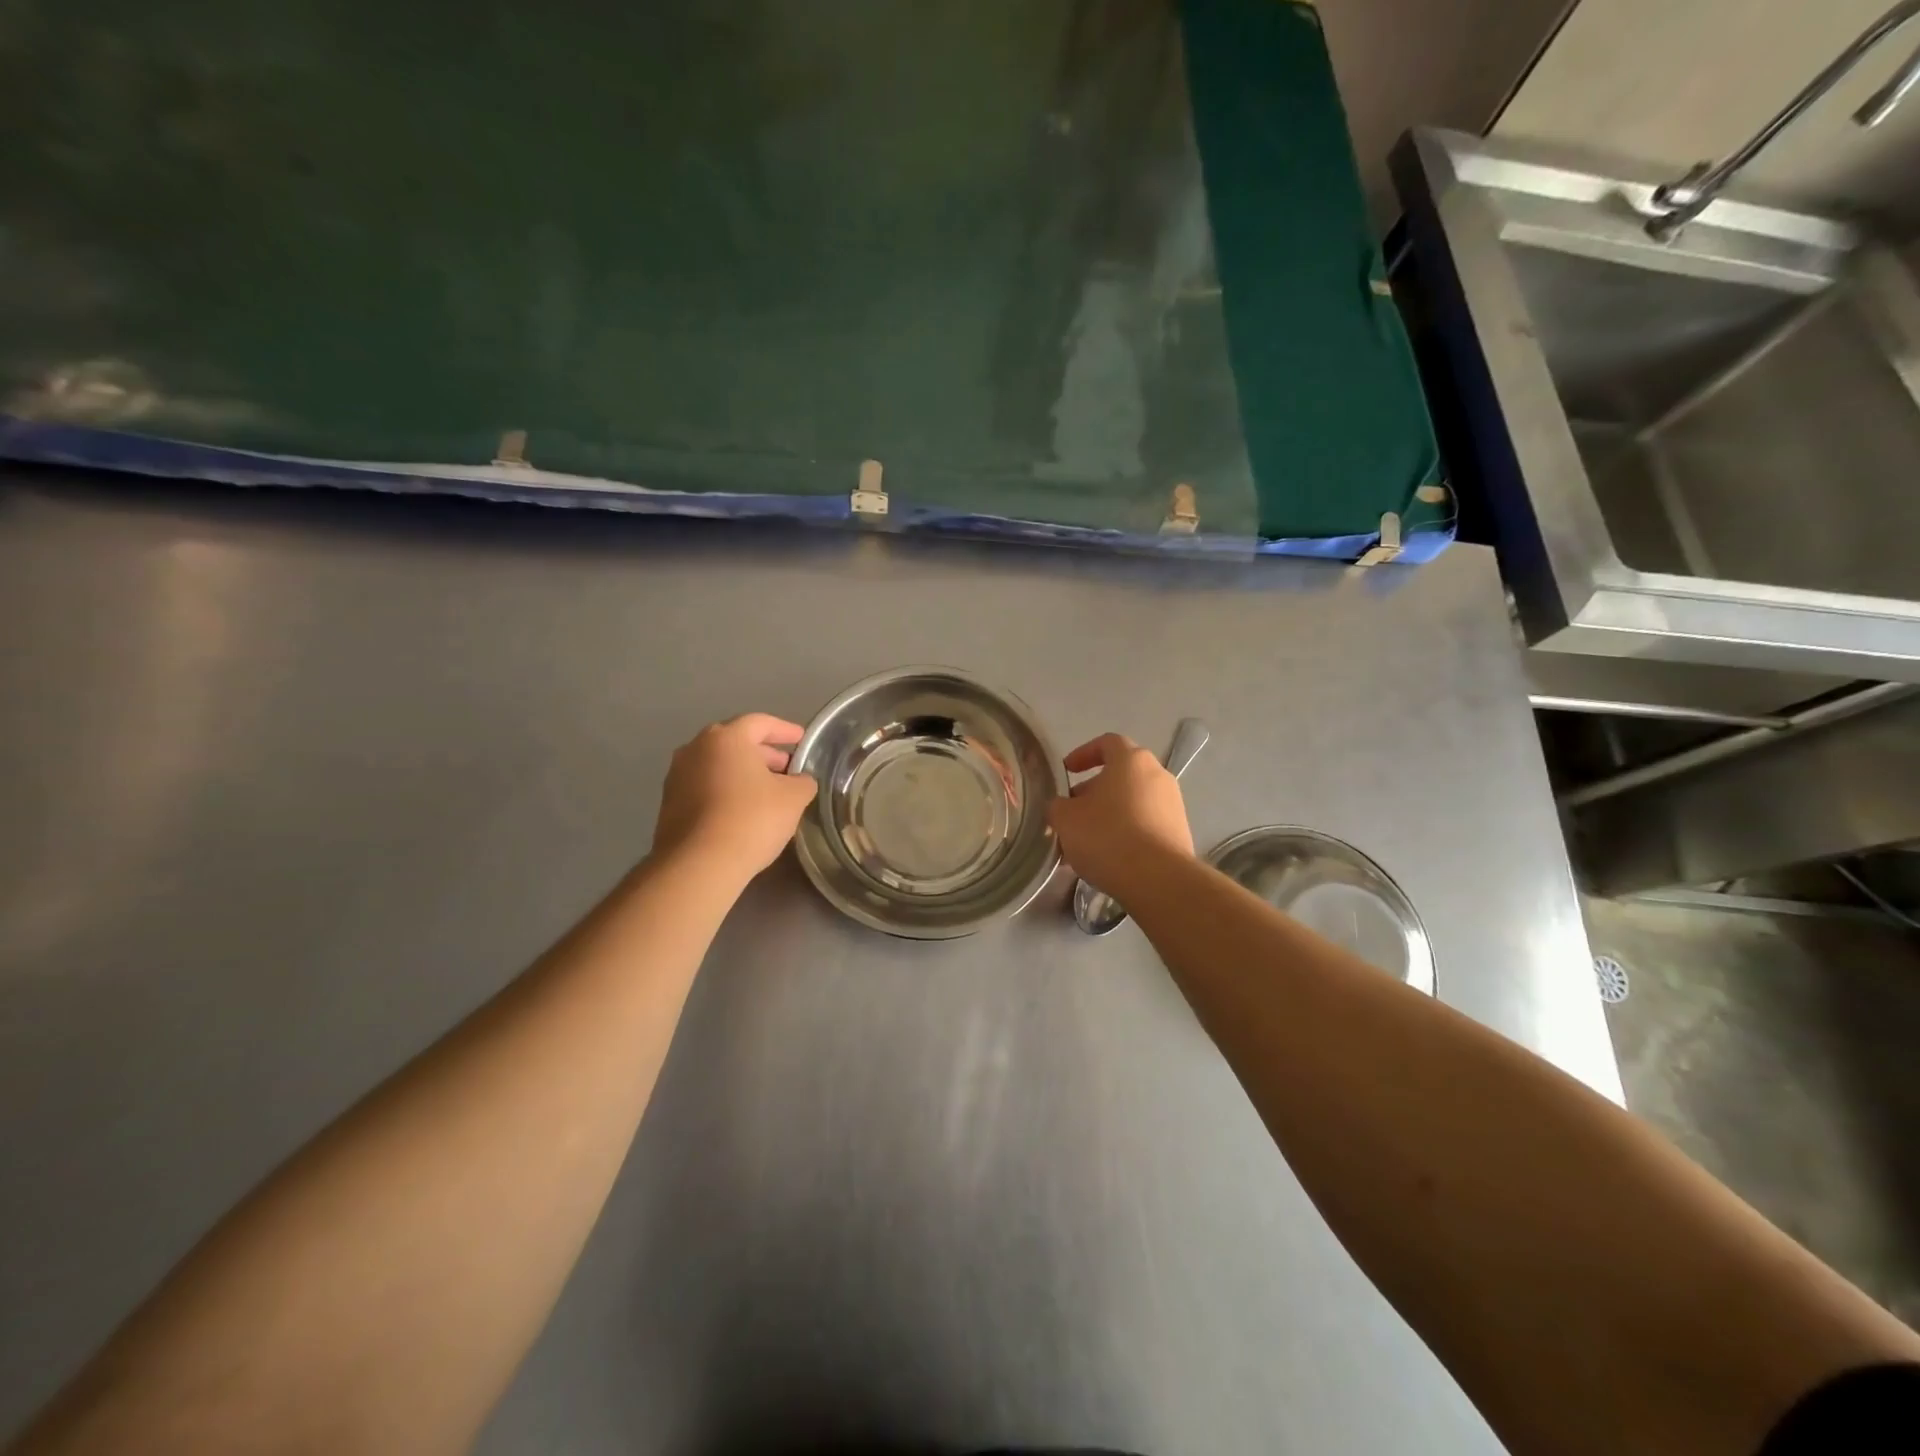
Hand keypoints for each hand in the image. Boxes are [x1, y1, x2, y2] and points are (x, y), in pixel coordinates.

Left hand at [651, 713, 818, 883]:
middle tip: (788, 770)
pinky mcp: (669, 804)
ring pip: (719, 766)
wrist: (698, 864)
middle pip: (736, 743)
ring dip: (744, 774)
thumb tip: (800, 780)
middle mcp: (696, 748)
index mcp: (726, 738)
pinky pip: (705, 787)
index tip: (802, 740)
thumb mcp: (793, 798)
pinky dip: (726, 791)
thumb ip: (803, 782)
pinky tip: (742, 811)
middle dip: (765, 754)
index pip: (761, 723)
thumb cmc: (751, 819)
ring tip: (767, 793)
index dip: (785, 730)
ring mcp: (677, 776)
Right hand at [1048, 732, 1193, 901]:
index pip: (1107, 742)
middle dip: (1093, 791)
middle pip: (1121, 774)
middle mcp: (1157, 775)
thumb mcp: (1065, 819)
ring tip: (1087, 841)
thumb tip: (1061, 807)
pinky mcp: (1180, 832)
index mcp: (1131, 760)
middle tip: (1072, 812)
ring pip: (1133, 801)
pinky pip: (1146, 824)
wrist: (1158, 879)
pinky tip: (1110, 857)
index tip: (1067, 771)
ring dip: (1109, 814)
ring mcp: (1173, 804)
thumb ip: (1057, 806)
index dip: (1083, 753)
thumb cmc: (1107, 837)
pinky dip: (1127, 832)